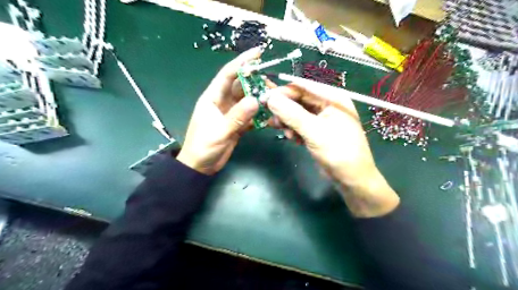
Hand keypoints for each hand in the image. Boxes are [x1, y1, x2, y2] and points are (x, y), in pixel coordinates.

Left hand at [177, 48, 263, 174]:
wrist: (200, 167)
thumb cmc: (203, 147)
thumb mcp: (219, 132)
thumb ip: (237, 117)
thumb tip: (255, 100)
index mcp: (212, 98)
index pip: (228, 75)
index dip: (242, 62)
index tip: (258, 53)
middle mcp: (222, 102)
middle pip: (242, 86)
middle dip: (257, 82)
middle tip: (274, 84)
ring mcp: (231, 113)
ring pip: (248, 101)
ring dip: (260, 99)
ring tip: (275, 100)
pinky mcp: (237, 124)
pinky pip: (251, 115)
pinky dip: (260, 115)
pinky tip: (270, 116)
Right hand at [265, 79, 397, 216]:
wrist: (351, 180)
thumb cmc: (338, 152)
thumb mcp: (314, 132)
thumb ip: (292, 114)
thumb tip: (270, 98)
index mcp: (333, 98)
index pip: (303, 87)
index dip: (283, 91)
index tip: (264, 98)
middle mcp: (327, 105)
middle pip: (299, 100)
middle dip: (284, 109)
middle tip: (270, 118)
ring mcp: (322, 119)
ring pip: (297, 113)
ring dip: (287, 121)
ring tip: (281, 130)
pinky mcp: (317, 132)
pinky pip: (300, 125)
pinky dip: (293, 130)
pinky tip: (292, 139)